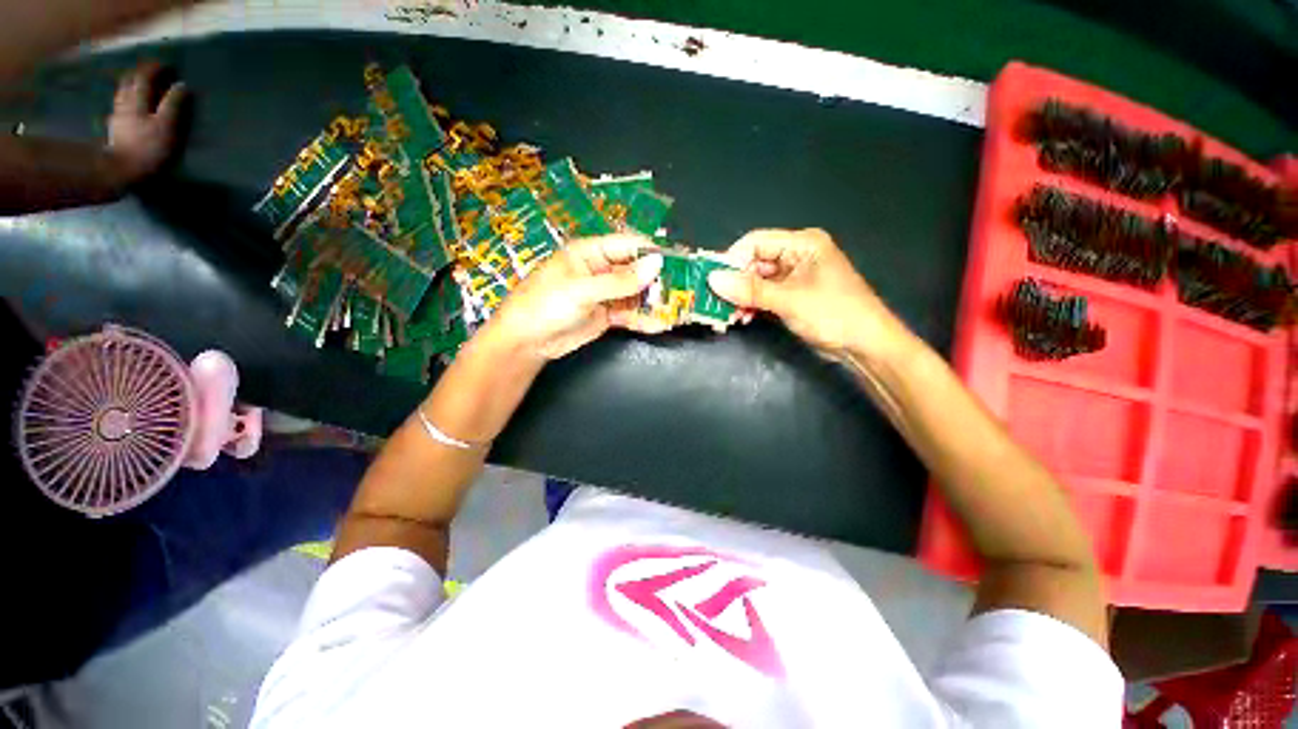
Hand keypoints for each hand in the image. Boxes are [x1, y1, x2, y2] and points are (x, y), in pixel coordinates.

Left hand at [106, 61, 186, 182]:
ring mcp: (118, 115)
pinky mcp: (115, 129)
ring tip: (142, 86)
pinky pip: (120, 107)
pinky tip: (130, 105)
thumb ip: (175, 104)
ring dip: (133, 86)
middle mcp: (125, 101)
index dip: (158, 68)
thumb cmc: (148, 149)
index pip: (146, 75)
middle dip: (142, 74)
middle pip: (131, 81)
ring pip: (123, 92)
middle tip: (155, 73)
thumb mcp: (168, 126)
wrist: (120, 173)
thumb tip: (183, 86)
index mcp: (138, 99)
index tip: (170, 66)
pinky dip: (127, 101)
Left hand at [484, 234, 666, 360]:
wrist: (526, 342)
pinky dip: (644, 319)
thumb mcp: (582, 290)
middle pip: (637, 271)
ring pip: (637, 294)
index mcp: (591, 253)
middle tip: (682, 291)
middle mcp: (601, 270)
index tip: (678, 262)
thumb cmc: (545, 305)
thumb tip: (656, 265)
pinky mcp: (607, 315)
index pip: (628, 245)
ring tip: (677, 310)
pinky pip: (630, 313)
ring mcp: (606, 294)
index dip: (652, 253)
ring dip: (655, 302)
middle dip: (657, 281)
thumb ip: (620, 281)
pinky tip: (659, 324)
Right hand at [707, 228, 910, 361]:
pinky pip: (763, 295)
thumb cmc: (833, 314)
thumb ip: (750, 290)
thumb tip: (713, 279)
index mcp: (802, 244)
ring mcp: (793, 277)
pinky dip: (752, 305)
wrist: (865, 346)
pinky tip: (743, 318)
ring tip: (729, 316)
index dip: (731, 260)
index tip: (712, 280)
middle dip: (735, 284)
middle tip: (716, 303)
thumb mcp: (789, 300)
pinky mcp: (791, 296)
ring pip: (756, 282)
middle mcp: (796, 255)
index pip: (755, 242)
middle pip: (753, 263)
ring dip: (741, 298)